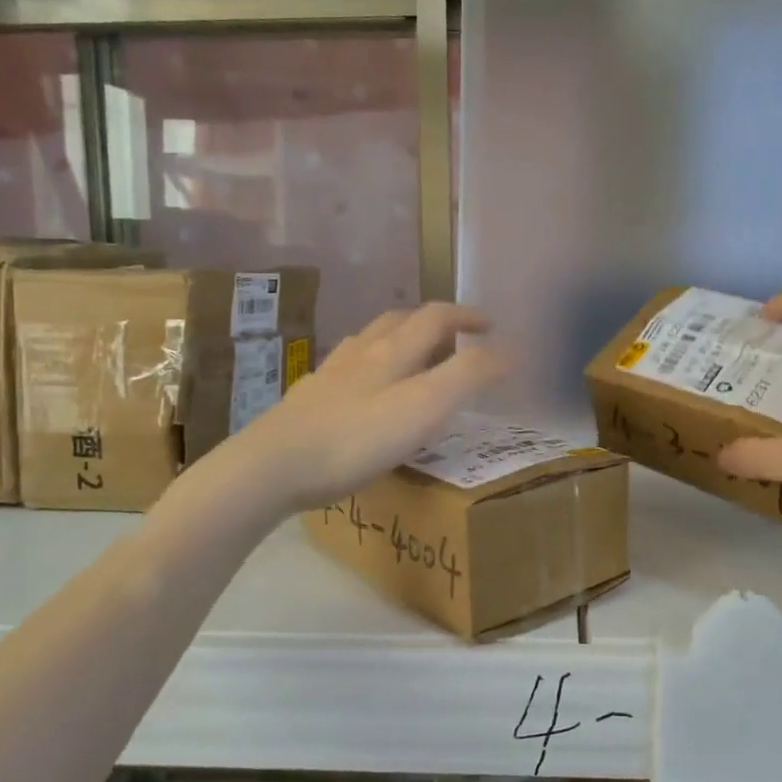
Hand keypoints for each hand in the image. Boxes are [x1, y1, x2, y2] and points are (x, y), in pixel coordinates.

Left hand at [219, 304, 507, 513]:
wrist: (273, 465)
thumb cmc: (356, 439)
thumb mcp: (425, 408)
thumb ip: (467, 376)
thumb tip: (508, 352)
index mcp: (393, 351)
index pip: (436, 317)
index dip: (466, 316)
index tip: (490, 326)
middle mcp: (361, 352)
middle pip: (400, 321)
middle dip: (433, 323)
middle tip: (455, 341)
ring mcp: (330, 373)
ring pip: (369, 339)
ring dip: (398, 338)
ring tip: (413, 357)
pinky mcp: (309, 398)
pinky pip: (346, 366)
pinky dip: (368, 364)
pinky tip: (363, 387)